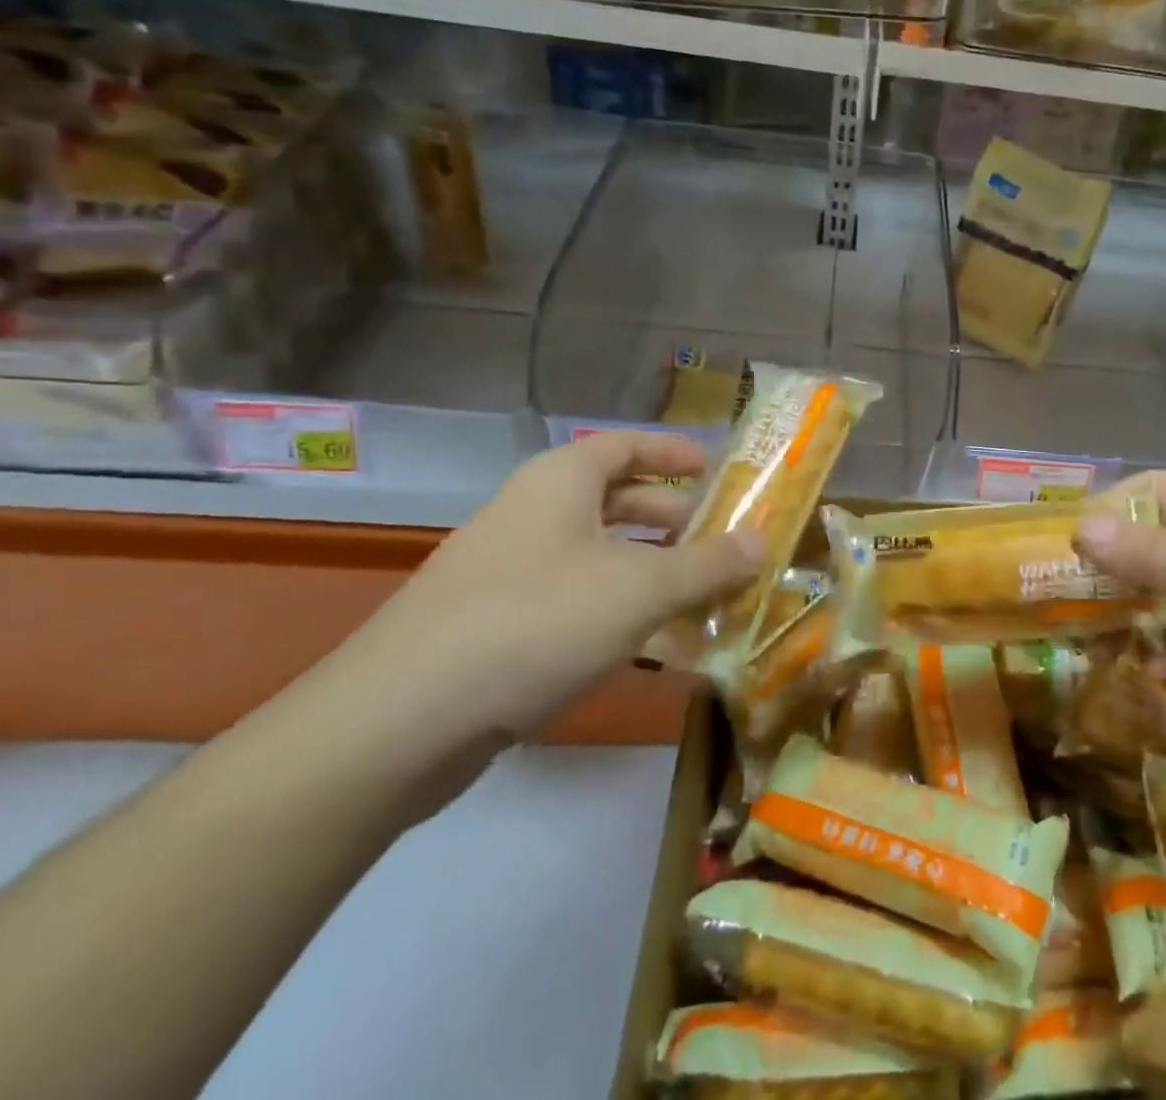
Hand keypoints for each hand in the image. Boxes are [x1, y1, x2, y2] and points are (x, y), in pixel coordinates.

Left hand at [317, 431, 762, 749]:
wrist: (401, 720)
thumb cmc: (538, 621)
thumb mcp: (641, 588)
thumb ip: (709, 563)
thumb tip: (763, 539)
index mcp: (560, 483)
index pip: (626, 445)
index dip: (674, 452)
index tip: (718, 470)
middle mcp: (532, 516)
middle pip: (616, 501)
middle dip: (674, 521)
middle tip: (723, 542)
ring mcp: (508, 573)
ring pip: (598, 558)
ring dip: (652, 573)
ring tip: (703, 598)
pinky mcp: (496, 628)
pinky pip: (574, 603)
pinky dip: (618, 614)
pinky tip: (653, 650)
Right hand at [1078, 473, 1165, 803]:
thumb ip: (1153, 555)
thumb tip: (1080, 526)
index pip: (1156, 489)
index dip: (1108, 510)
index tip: (1063, 547)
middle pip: (1159, 536)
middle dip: (1116, 565)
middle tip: (1070, 599)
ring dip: (1136, 607)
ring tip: (1103, 640)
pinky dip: (1165, 639)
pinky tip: (1153, 667)